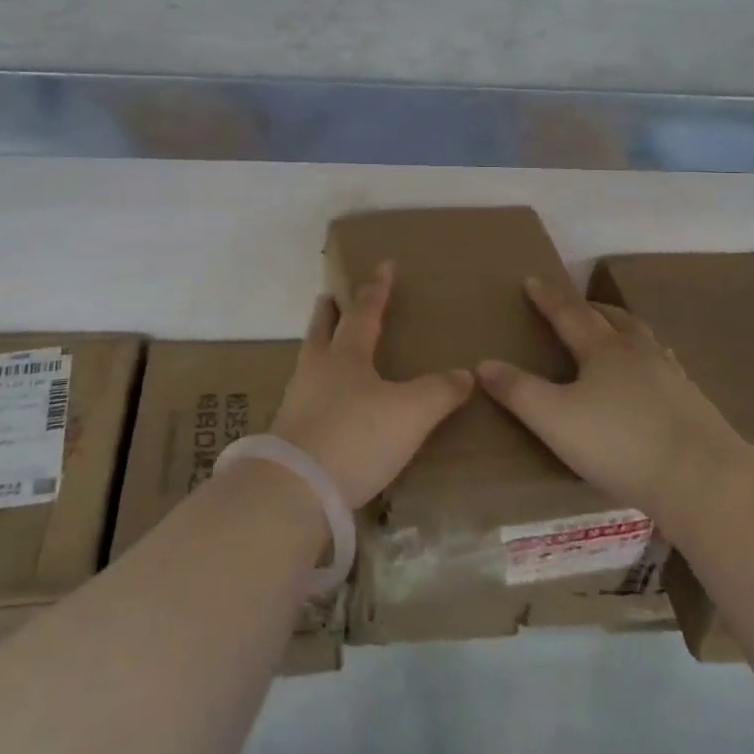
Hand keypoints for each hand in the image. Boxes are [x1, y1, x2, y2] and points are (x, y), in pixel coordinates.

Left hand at [270, 263, 473, 508]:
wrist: (295, 488)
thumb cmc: (357, 436)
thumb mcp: (411, 413)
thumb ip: (439, 391)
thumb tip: (465, 374)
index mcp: (346, 355)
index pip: (365, 312)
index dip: (377, 289)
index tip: (383, 265)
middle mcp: (317, 370)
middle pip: (321, 330)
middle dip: (329, 312)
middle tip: (329, 297)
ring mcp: (297, 400)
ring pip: (309, 361)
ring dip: (318, 347)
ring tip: (327, 348)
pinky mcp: (289, 432)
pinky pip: (305, 396)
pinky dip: (316, 387)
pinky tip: (324, 402)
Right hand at [478, 277, 737, 523]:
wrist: (701, 477)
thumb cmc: (619, 443)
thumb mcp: (554, 419)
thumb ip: (518, 391)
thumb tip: (483, 364)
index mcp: (603, 350)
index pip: (568, 314)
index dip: (547, 298)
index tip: (532, 280)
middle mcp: (638, 352)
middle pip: (613, 319)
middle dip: (590, 308)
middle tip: (577, 305)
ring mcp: (671, 376)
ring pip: (644, 339)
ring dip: (624, 329)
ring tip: (616, 334)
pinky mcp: (693, 403)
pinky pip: (665, 367)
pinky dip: (650, 361)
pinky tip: (653, 379)